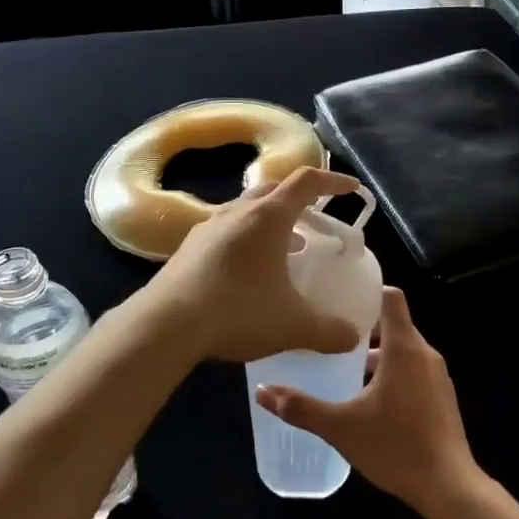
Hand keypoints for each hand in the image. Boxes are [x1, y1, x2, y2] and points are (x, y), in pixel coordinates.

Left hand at [137, 166, 365, 362]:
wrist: (166, 323)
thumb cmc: (238, 311)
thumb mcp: (292, 325)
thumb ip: (328, 331)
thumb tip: (352, 337)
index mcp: (268, 216)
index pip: (307, 181)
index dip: (333, 181)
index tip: (351, 190)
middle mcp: (238, 211)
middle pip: (274, 190)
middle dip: (299, 201)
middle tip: (316, 223)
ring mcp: (208, 227)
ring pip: (247, 210)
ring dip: (271, 222)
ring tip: (287, 250)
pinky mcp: (188, 247)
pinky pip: (226, 231)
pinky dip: (246, 240)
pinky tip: (248, 272)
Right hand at [254, 287, 477, 510]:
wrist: (448, 486)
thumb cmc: (395, 447)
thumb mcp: (341, 427)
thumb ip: (301, 408)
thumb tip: (262, 392)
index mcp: (403, 349)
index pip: (391, 298)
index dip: (368, 292)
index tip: (340, 299)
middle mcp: (425, 354)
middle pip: (394, 325)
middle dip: (363, 329)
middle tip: (330, 336)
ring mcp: (438, 377)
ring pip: (404, 351)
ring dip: (377, 355)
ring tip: (344, 369)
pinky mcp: (442, 398)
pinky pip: (414, 371)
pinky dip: (393, 374)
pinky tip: (370, 400)